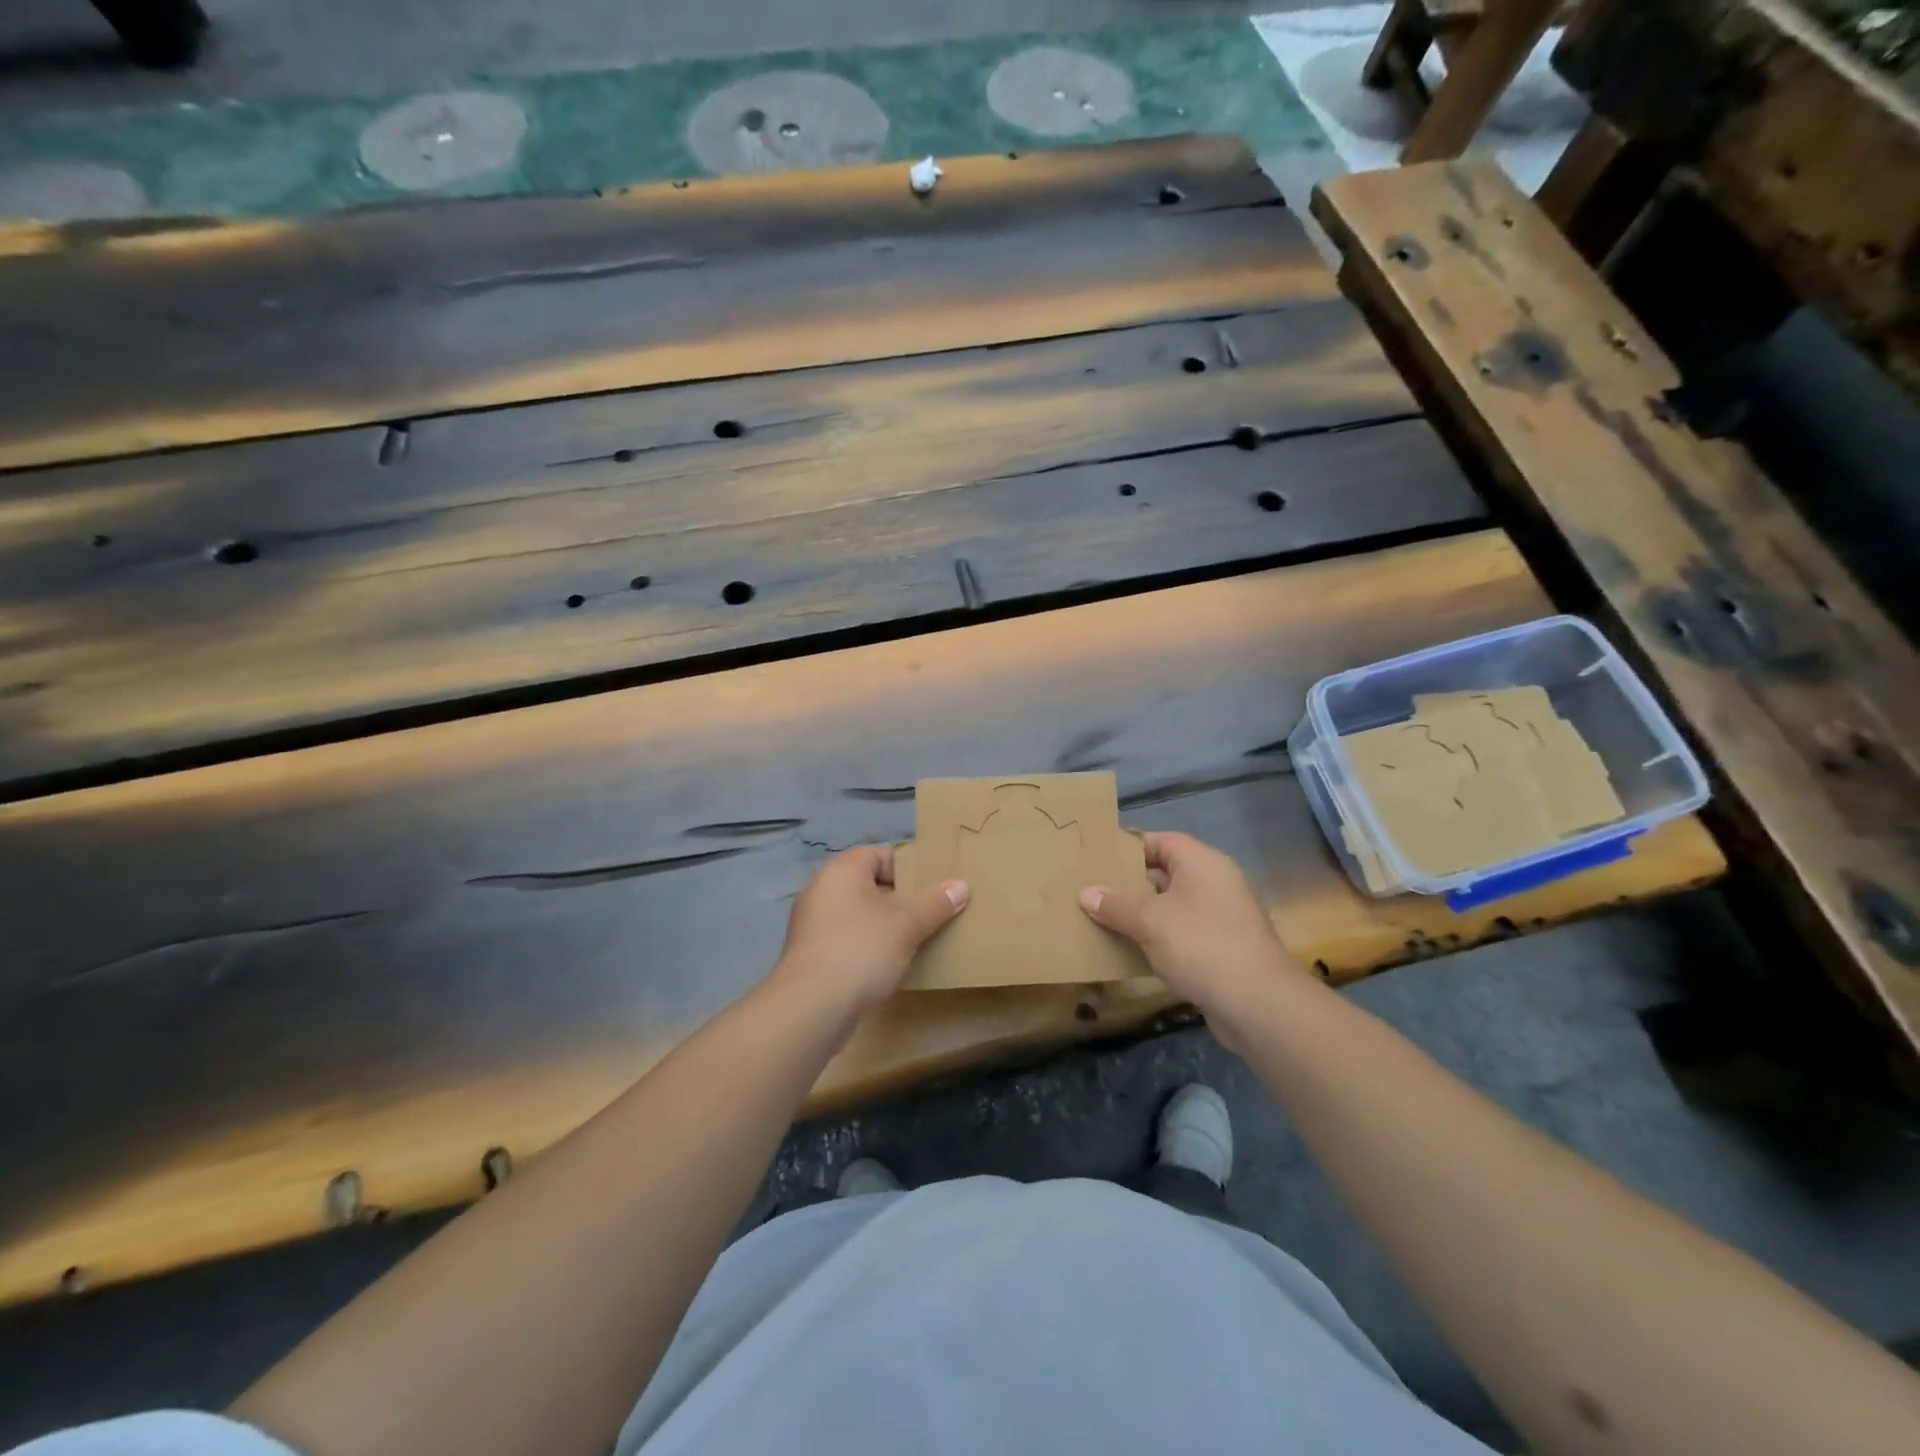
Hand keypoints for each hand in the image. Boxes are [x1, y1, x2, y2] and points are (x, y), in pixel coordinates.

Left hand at [771, 846, 968, 1014]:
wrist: (811, 1007)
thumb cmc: (861, 950)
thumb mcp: (907, 924)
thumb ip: (935, 902)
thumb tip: (961, 885)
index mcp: (842, 871)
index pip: (878, 855)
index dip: (907, 867)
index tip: (932, 887)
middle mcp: (821, 890)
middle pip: (868, 885)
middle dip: (899, 899)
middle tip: (930, 914)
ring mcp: (811, 925)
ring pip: (857, 915)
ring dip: (883, 926)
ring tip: (914, 941)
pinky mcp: (810, 956)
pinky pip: (846, 941)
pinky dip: (866, 948)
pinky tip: (888, 966)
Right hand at [1079, 831, 1296, 1031]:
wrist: (1258, 1004)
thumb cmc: (1201, 946)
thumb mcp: (1150, 922)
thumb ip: (1116, 905)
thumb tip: (1086, 893)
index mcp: (1202, 863)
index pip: (1161, 841)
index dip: (1128, 848)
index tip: (1097, 859)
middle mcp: (1215, 882)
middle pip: (1165, 873)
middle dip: (1129, 884)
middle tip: (1092, 890)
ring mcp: (1221, 916)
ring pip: (1172, 906)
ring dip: (1142, 914)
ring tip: (1103, 919)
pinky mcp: (1222, 947)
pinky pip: (1182, 932)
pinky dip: (1158, 938)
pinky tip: (1130, 950)